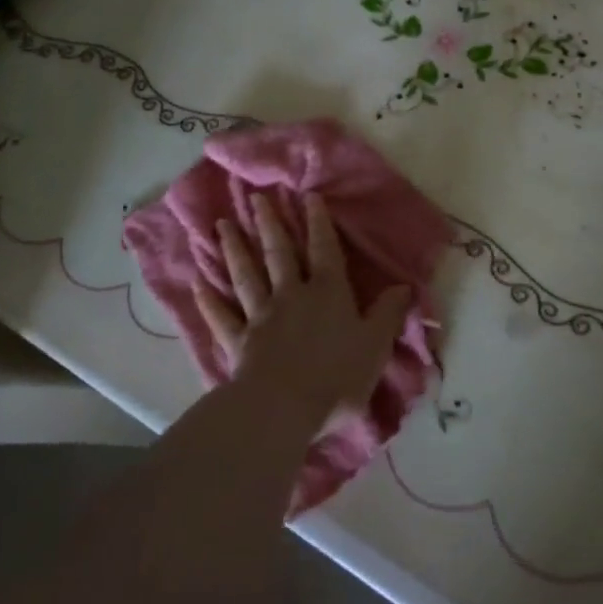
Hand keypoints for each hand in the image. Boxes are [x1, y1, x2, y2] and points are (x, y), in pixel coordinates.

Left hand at [194, 190, 410, 434]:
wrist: (285, 407)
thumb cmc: (337, 377)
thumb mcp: (376, 345)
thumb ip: (388, 314)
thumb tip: (405, 286)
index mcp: (328, 293)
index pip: (324, 249)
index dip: (318, 222)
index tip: (308, 196)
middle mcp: (292, 295)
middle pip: (279, 254)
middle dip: (269, 224)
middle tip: (256, 198)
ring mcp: (261, 316)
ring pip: (246, 275)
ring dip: (234, 249)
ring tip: (221, 225)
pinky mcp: (238, 341)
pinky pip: (221, 316)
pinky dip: (208, 300)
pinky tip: (197, 283)